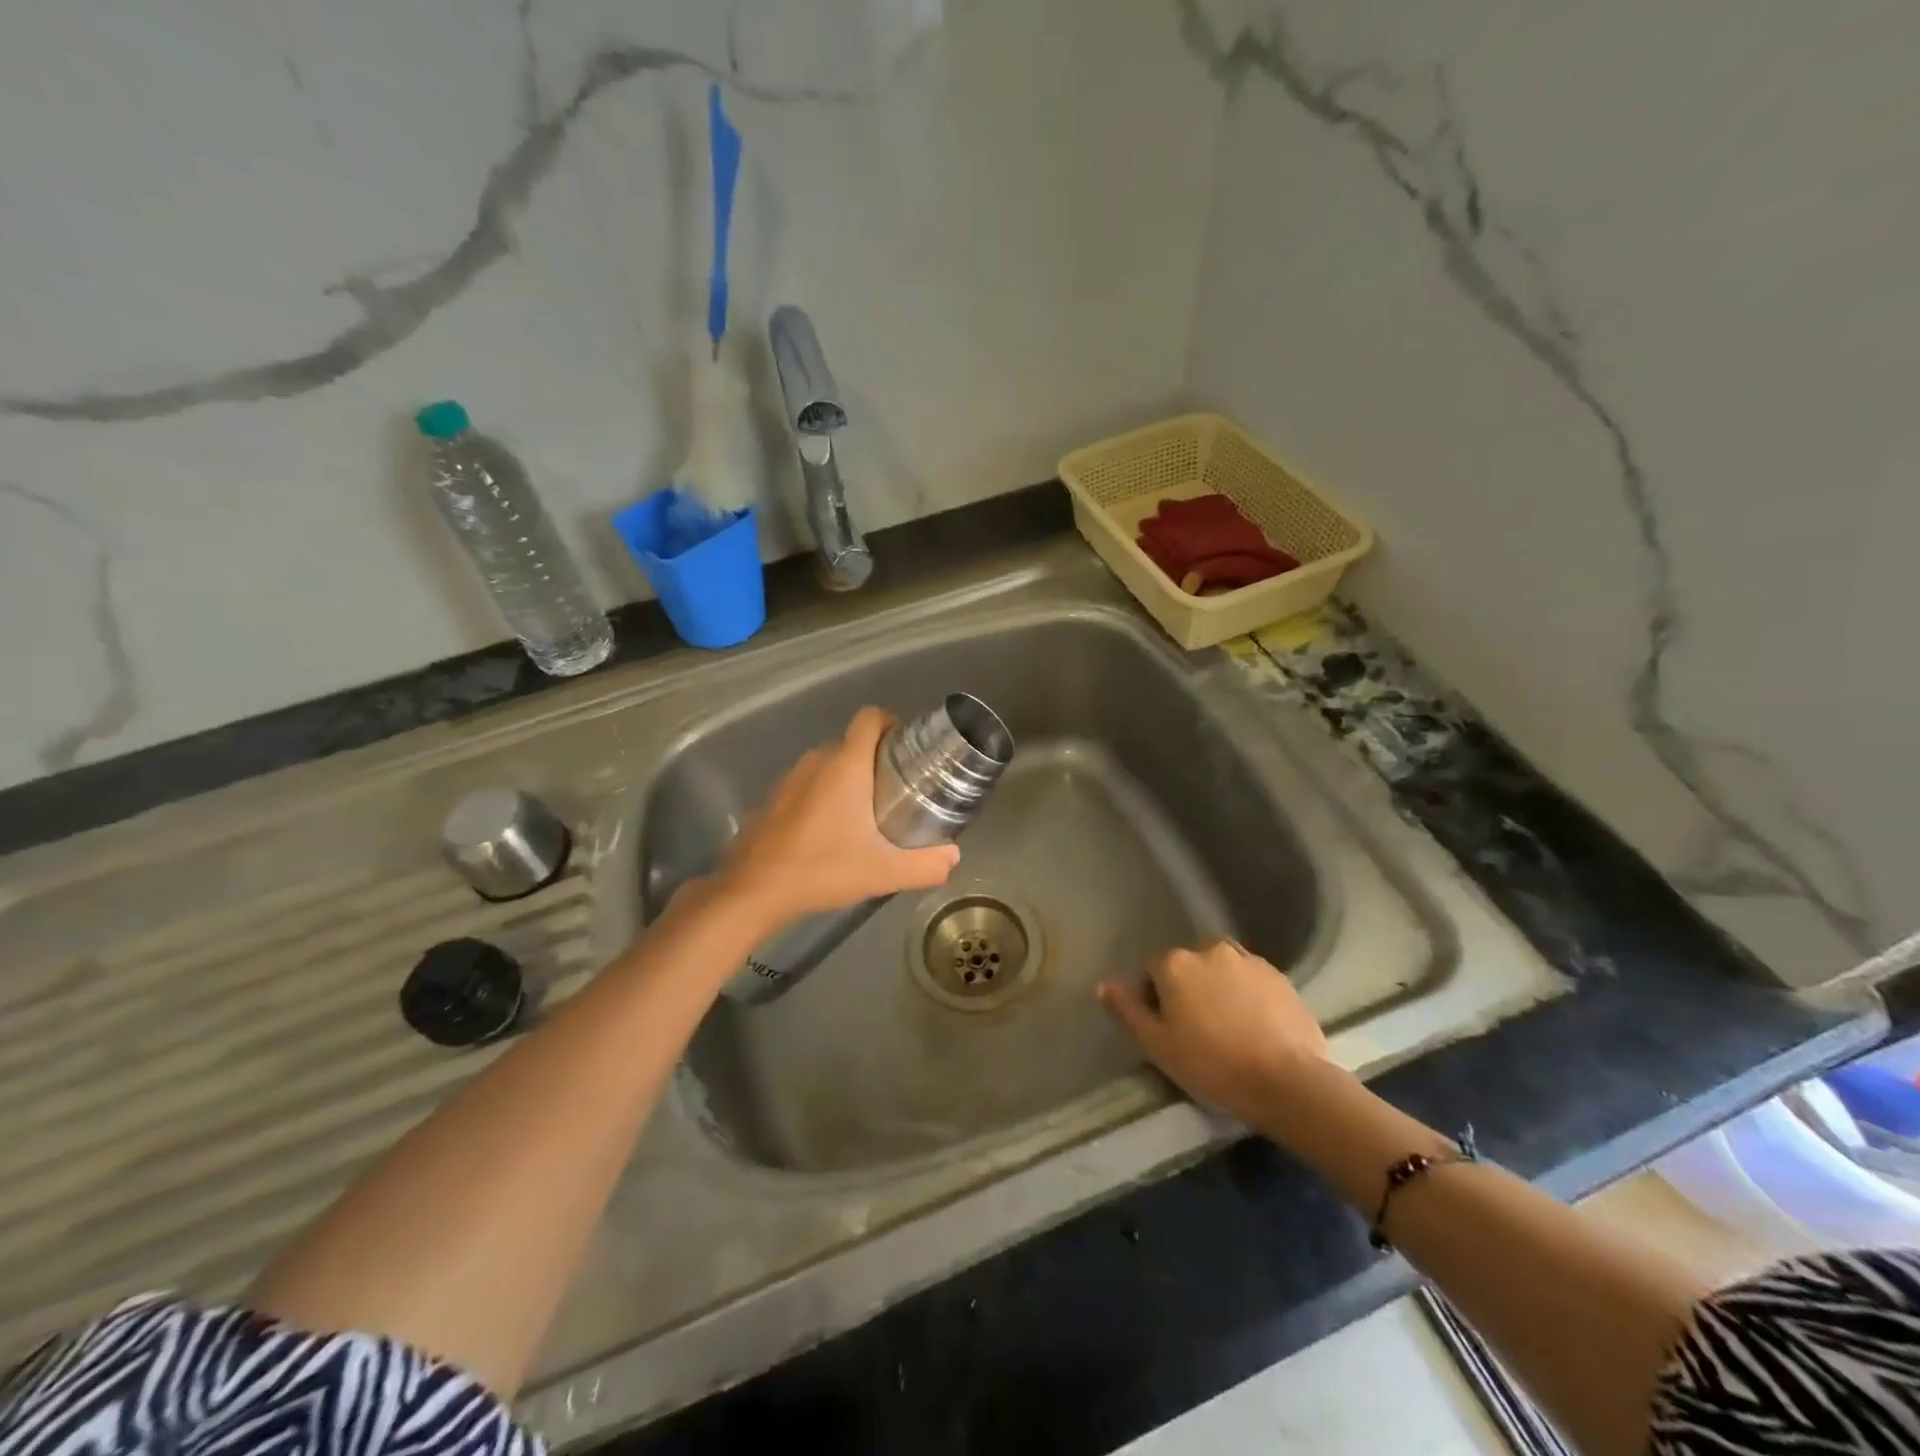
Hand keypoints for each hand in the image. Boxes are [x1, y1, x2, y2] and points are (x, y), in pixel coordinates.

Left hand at [716, 707, 960, 932]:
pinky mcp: (772, 798)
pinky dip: (823, 796)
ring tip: (867, 814)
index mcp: (845, 765)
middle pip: (853, 743)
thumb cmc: (822, 870)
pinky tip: (830, 832)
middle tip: (898, 791)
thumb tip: (953, 856)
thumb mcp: (883, 873)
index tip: (907, 749)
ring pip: (828, 764)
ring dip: (849, 779)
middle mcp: (816, 761)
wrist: (753, 892)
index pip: (870, 717)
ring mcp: (789, 779)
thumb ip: (925, 865)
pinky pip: (807, 784)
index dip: (891, 722)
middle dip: (877, 760)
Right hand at [1098, 940, 1328, 1126]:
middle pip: (1188, 966)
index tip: (1166, 1029)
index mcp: (1175, 963)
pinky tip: (1255, 1028)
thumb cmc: (1212, 1065)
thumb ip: (1128, 1012)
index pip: (1152, 970)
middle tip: (1197, 1030)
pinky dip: (1248, 996)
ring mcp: (1249, 960)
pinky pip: (1252, 980)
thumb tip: (1103, 985)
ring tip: (1228, 1028)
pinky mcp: (1281, 976)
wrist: (1288, 1081)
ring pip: (1221, 970)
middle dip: (1188, 989)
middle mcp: (1210, 949)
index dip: (1154, 998)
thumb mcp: (1158, 1046)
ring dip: (1219, 988)